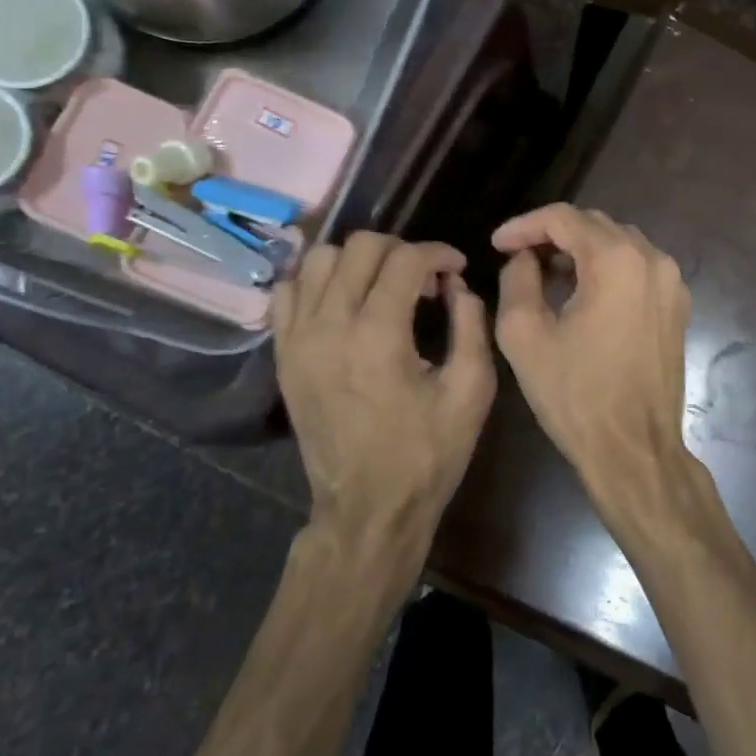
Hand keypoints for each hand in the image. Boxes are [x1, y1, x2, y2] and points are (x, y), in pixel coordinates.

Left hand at [273, 232, 495, 568]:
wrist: (368, 508)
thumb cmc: (427, 454)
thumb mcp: (471, 391)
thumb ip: (470, 323)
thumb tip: (456, 285)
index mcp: (378, 336)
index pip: (406, 259)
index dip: (439, 253)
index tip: (456, 269)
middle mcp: (329, 326)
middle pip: (360, 247)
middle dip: (401, 249)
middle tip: (424, 278)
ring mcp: (298, 339)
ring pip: (318, 259)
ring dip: (357, 261)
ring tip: (383, 286)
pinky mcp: (283, 354)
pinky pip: (289, 291)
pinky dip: (317, 281)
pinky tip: (344, 301)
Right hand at [493, 205, 714, 543]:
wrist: (634, 450)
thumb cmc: (575, 395)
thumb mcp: (525, 335)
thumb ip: (517, 280)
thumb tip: (523, 258)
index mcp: (617, 261)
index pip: (564, 218)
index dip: (524, 225)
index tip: (496, 244)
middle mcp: (653, 260)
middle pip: (595, 225)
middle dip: (553, 235)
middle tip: (518, 257)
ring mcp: (672, 283)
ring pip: (619, 244)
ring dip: (580, 250)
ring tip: (546, 274)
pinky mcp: (678, 307)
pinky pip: (637, 269)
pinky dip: (606, 269)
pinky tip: (582, 294)